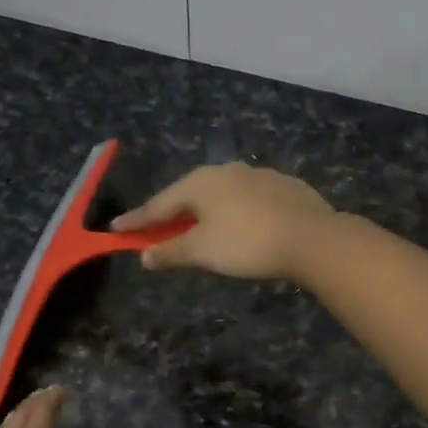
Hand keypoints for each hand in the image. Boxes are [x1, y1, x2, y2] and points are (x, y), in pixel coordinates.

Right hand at [111, 162, 333, 280]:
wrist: (311, 237)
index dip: (137, 220)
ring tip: (198, 227)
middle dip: (171, 213)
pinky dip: (234, 212)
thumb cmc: (247, 244)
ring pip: (220, 194)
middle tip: (156, 228)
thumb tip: (144, 256)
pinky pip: (247, 199)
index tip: (116, 229)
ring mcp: (257, 175)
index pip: (159, 205)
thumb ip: (170, 252)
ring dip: (204, 211)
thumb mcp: (202, 252)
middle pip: (189, 194)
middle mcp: (226, 171)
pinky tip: (240, 223)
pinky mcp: (284, 186)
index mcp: (200, 183)